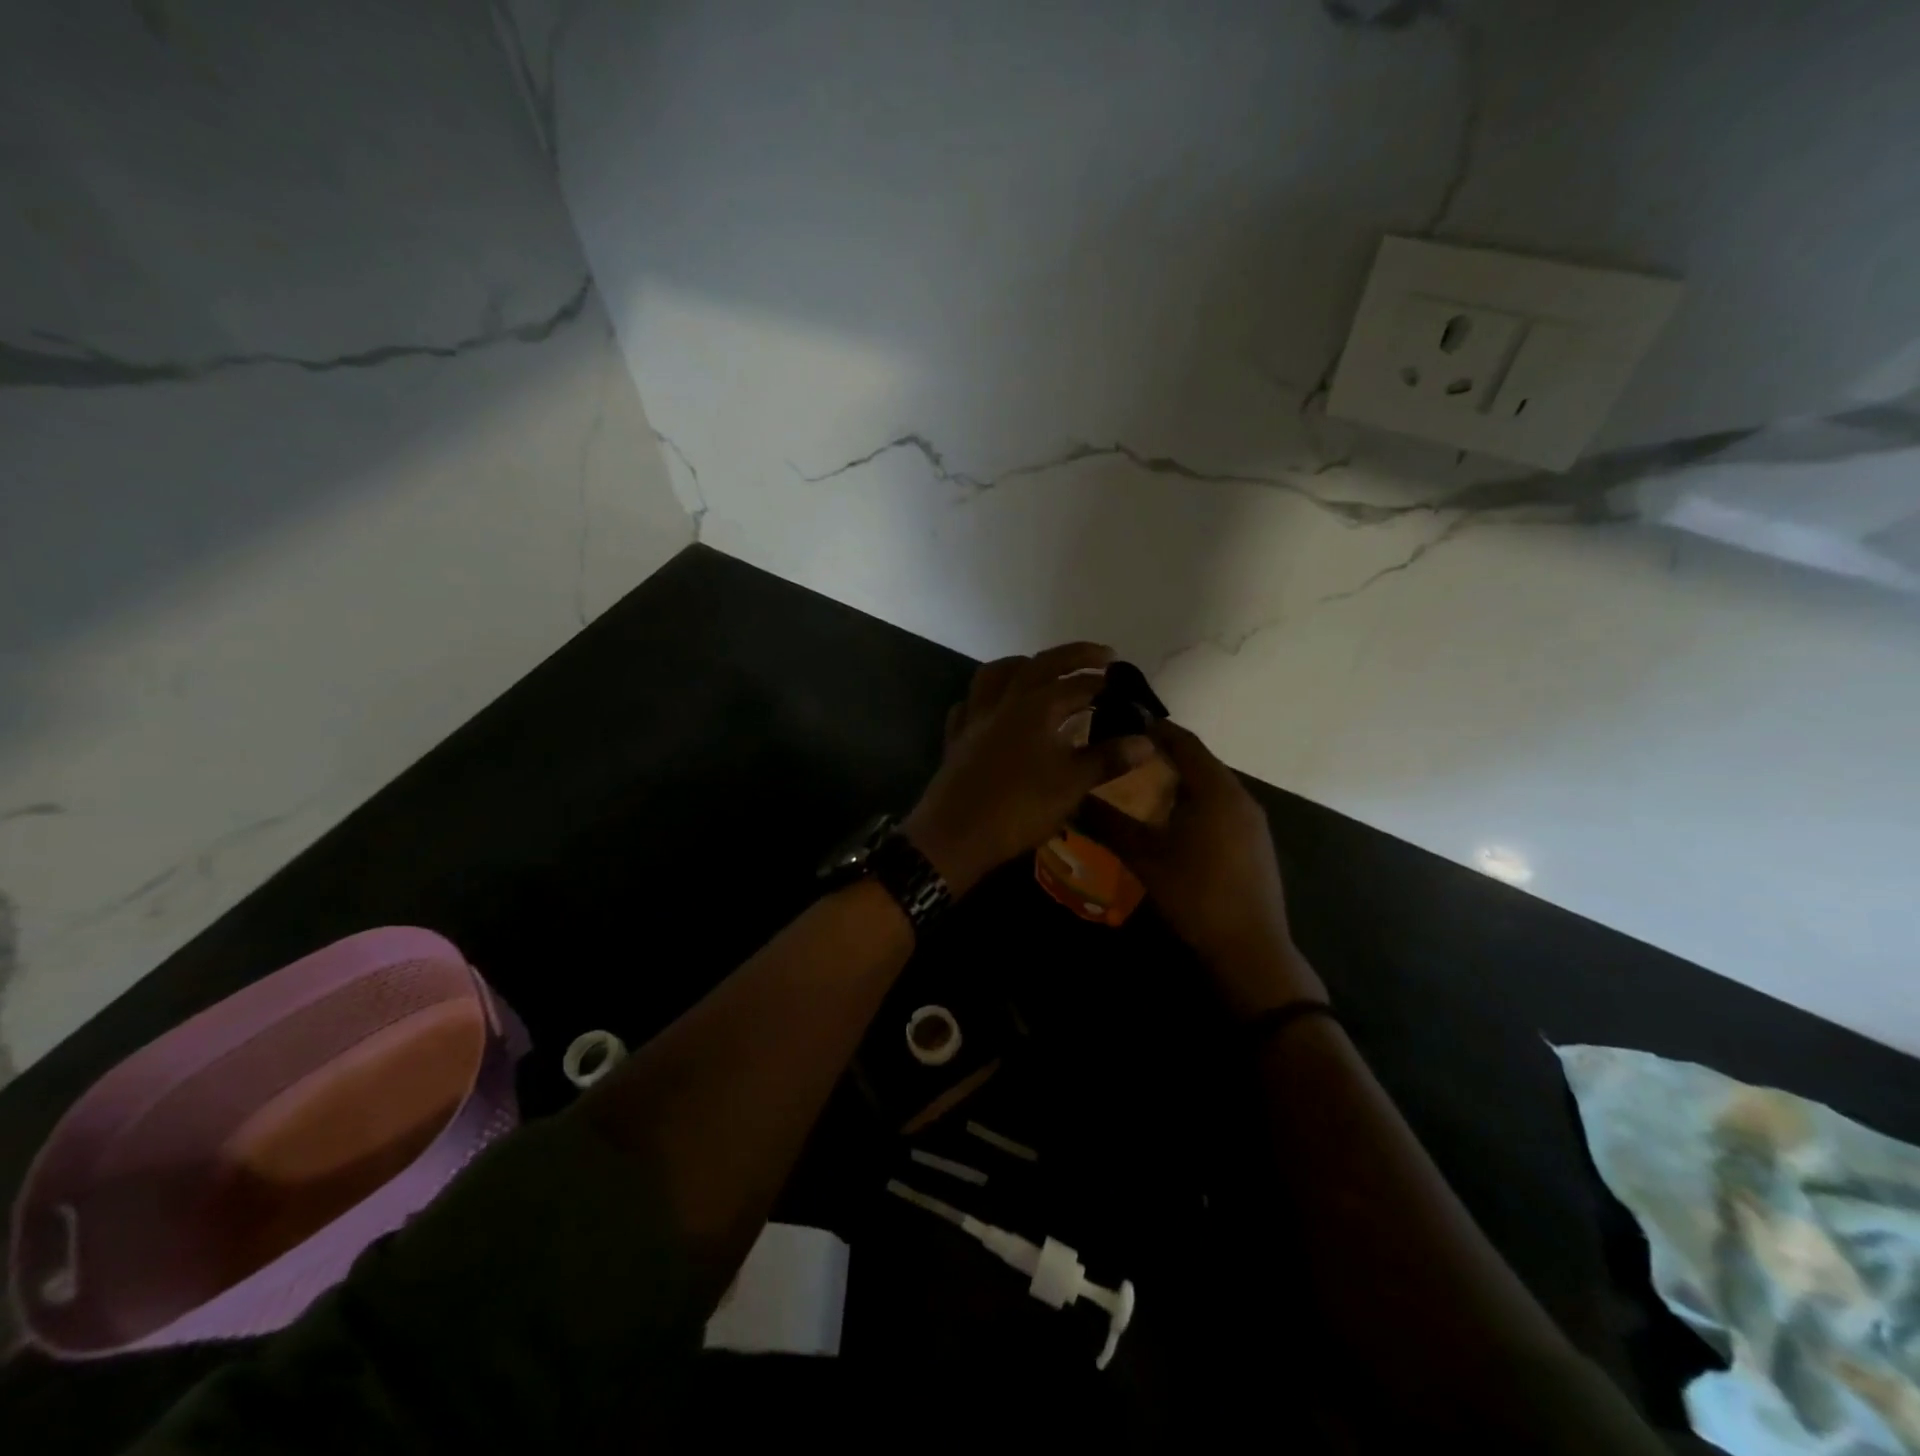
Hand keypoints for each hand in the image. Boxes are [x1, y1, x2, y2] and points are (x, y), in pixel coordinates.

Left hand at [902, 643, 1153, 895]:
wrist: (956, 835)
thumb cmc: (1020, 808)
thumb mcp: (1072, 785)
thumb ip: (1108, 759)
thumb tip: (1146, 741)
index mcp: (1037, 706)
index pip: (1080, 685)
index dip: (1108, 685)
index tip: (1130, 690)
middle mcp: (1005, 701)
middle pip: (1041, 664)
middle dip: (1075, 656)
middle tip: (1102, 656)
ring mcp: (976, 717)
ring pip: (996, 674)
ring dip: (1023, 665)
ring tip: (1042, 670)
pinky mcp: (957, 738)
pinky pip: (970, 703)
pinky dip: (986, 697)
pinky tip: (995, 708)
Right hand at [1081, 720, 1325, 1017]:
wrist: (1250, 948)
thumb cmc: (1195, 895)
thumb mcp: (1144, 858)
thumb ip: (1109, 823)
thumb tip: (1073, 799)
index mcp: (1216, 790)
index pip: (1185, 742)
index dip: (1157, 729)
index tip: (1126, 722)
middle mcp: (1240, 797)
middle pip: (1201, 762)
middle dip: (1166, 755)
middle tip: (1128, 756)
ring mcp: (1253, 822)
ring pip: (1213, 786)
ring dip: (1181, 781)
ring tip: (1144, 786)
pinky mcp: (1256, 843)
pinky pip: (1223, 807)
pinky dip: (1197, 802)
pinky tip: (1174, 822)